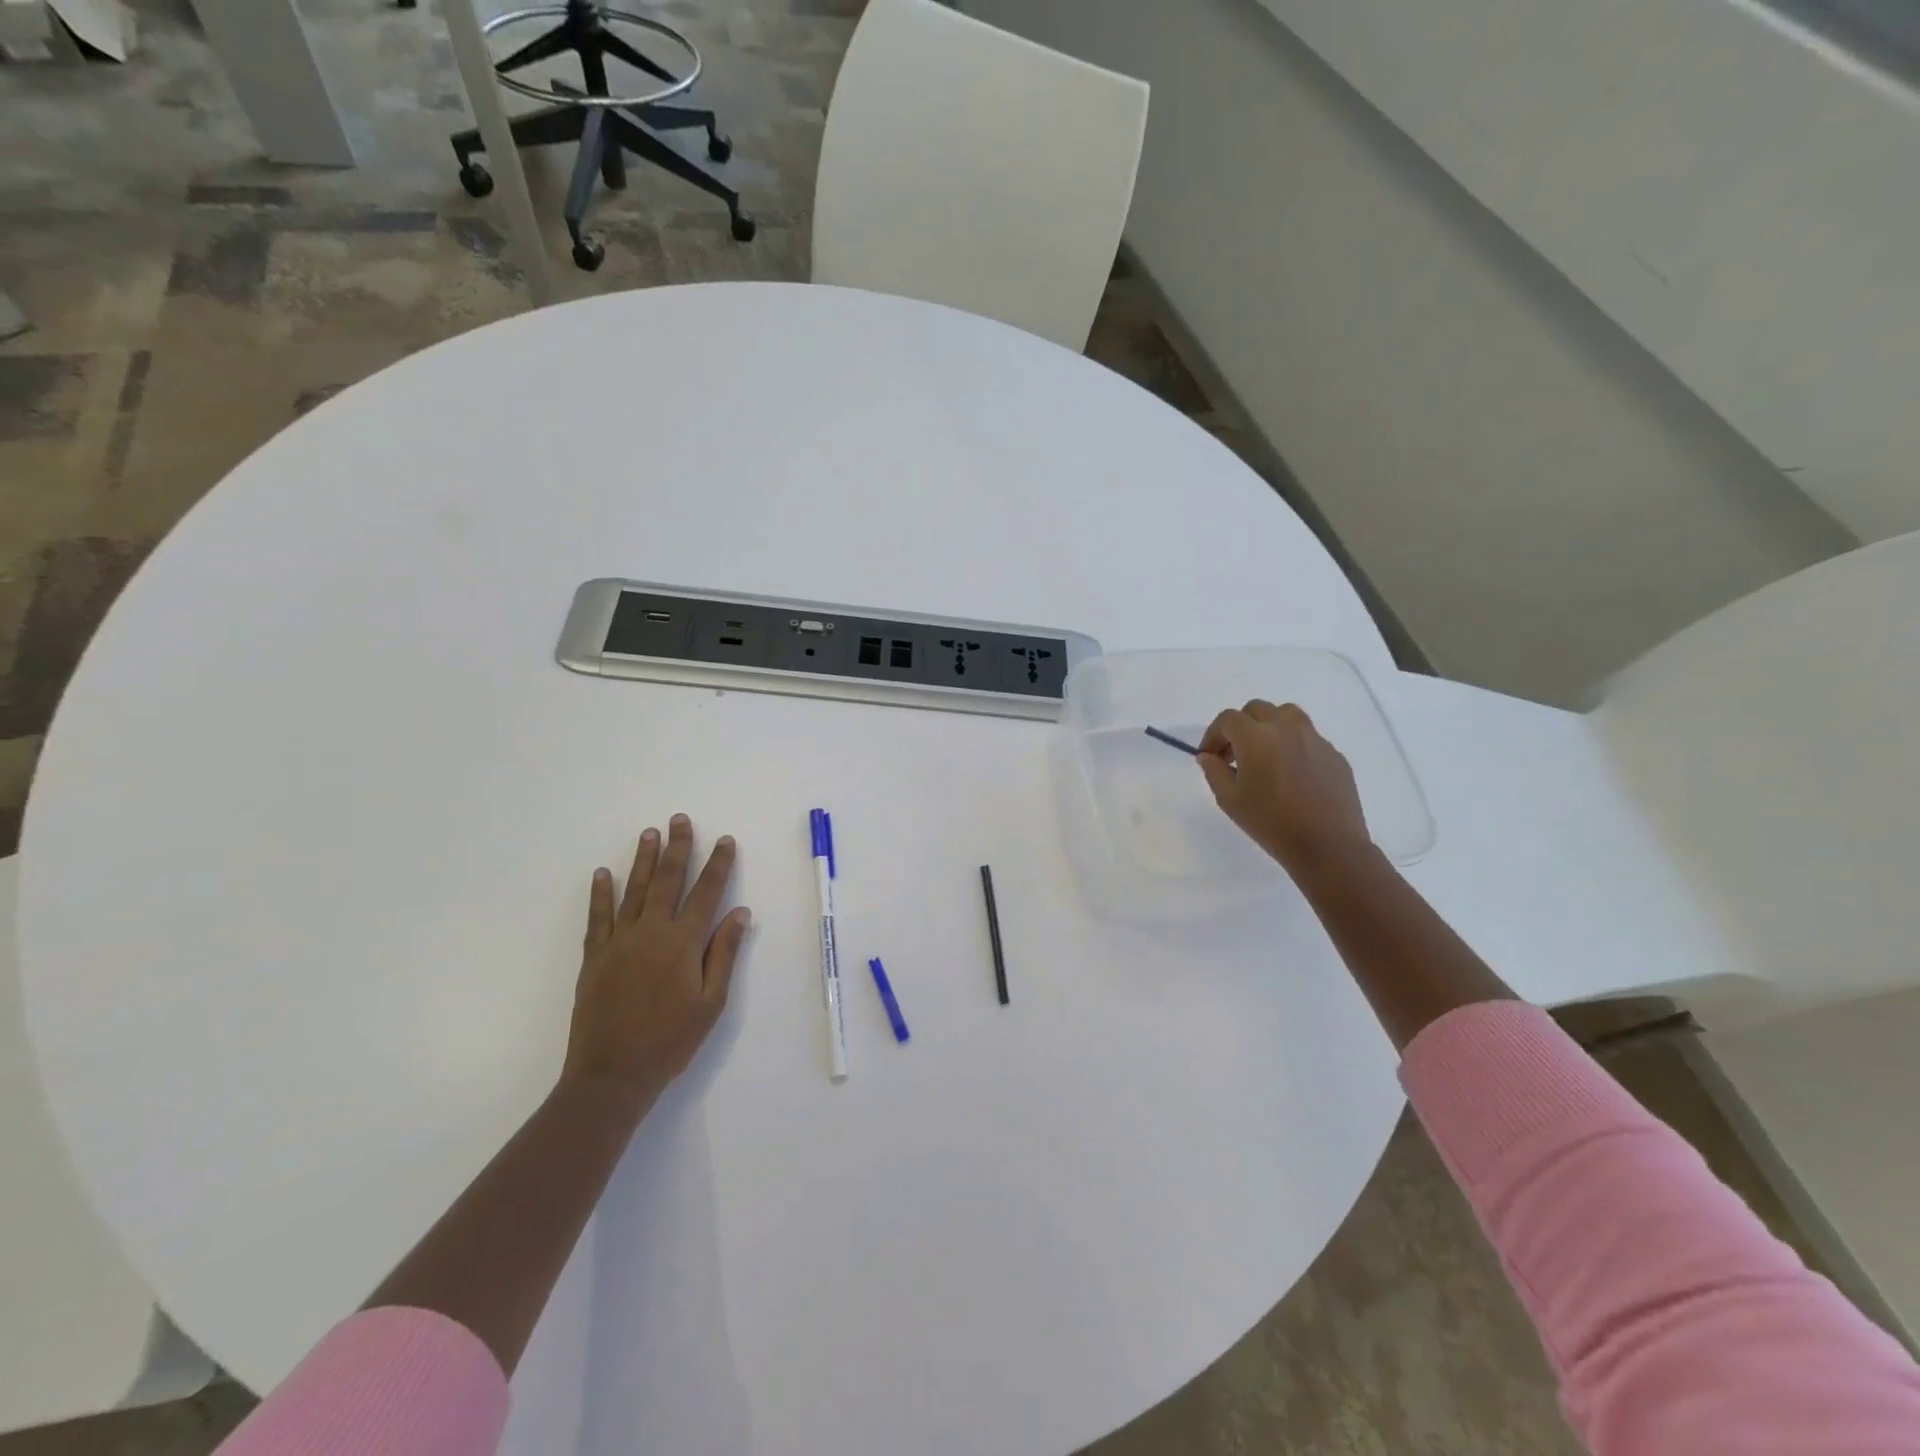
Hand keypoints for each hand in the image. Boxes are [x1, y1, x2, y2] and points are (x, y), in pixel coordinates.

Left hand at [562, 814, 750, 1112]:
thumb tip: (739, 912)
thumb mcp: (711, 1002)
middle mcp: (652, 932)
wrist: (612, 1075)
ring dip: (642, 860)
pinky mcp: (595, 957)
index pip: (706, 893)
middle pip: (667, 881)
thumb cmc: (671, 1040)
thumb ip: (724, 953)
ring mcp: (619, 942)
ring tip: (649, 833)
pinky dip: (600, 894)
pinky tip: (602, 874)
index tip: (724, 840)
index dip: (717, 865)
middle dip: (677, 848)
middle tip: (679, 820)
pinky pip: (598, 917)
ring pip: (633, 891)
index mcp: (683, 943)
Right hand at [1198, 700, 1371, 878]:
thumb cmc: (1271, 823)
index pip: (1228, 719)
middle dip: (1240, 726)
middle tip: (1234, 754)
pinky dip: (1292, 744)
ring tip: (1265, 753)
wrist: (1327, 845)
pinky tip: (1291, 773)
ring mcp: (1314, 738)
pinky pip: (1308, 737)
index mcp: (1256, 738)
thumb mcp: (1229, 800)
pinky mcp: (1334, 753)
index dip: (1213, 734)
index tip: (1209, 756)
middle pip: (1257, 709)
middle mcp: (1286, 728)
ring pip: (1286, 715)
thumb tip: (1208, 756)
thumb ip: (1214, 771)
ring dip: (1269, 726)